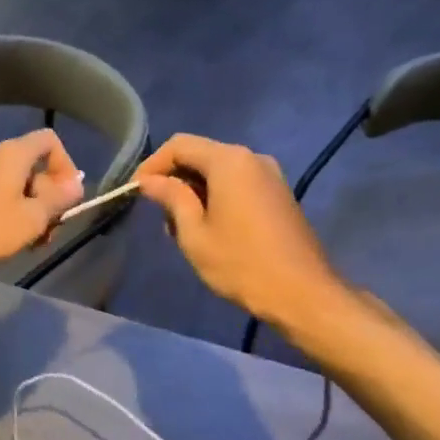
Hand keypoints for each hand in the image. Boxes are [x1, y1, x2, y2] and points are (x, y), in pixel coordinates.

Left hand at [0, 129, 83, 291]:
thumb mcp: (32, 217)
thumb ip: (58, 199)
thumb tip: (76, 184)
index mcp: (14, 154)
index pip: (50, 140)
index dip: (66, 165)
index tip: (68, 197)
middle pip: (36, 167)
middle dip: (50, 197)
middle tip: (52, 228)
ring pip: (19, 187)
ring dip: (33, 211)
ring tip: (34, 242)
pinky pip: (0, 198)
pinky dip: (13, 216)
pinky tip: (11, 242)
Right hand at [133, 134, 336, 326]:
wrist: (304, 294)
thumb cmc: (242, 264)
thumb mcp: (194, 233)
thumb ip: (171, 198)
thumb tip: (150, 181)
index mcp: (229, 161)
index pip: (179, 145)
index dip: (152, 165)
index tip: (136, 192)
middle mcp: (251, 158)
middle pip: (200, 154)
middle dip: (174, 178)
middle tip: (157, 213)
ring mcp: (270, 175)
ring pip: (219, 170)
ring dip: (194, 190)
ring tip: (180, 227)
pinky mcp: (278, 194)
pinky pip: (238, 183)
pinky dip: (216, 196)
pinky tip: (208, 227)